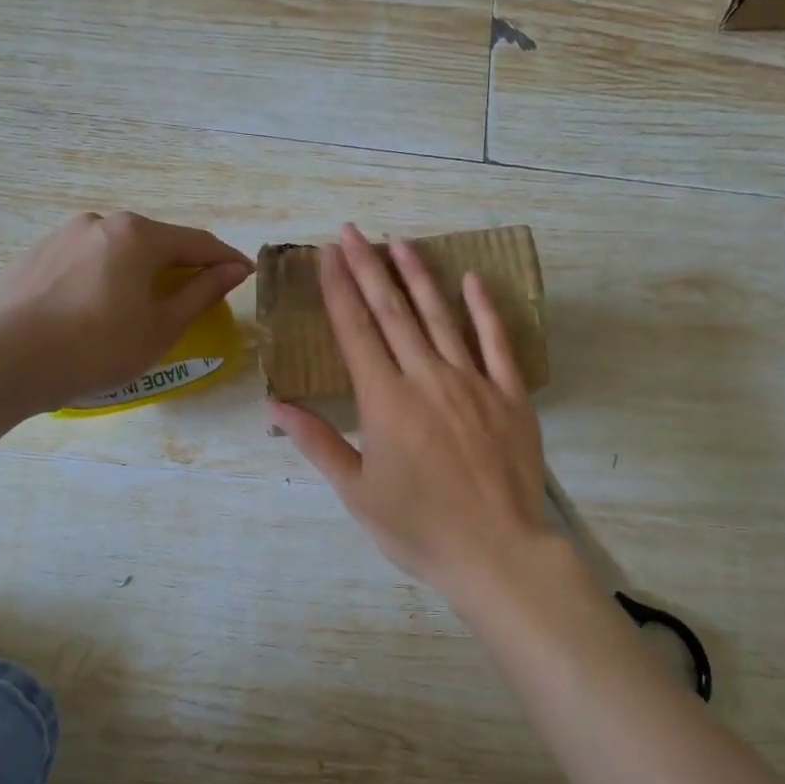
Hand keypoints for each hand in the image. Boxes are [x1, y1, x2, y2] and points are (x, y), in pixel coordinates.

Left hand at [0, 211, 251, 410]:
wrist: (10, 361)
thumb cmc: (99, 347)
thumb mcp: (162, 326)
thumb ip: (202, 291)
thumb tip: (234, 269)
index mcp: (138, 235)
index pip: (197, 242)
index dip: (225, 259)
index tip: (245, 274)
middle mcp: (101, 222)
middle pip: (155, 242)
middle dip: (179, 264)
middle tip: (193, 295)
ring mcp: (63, 235)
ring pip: (116, 250)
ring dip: (138, 271)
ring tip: (139, 306)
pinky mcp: (35, 254)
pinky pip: (84, 261)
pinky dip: (102, 277)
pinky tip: (95, 309)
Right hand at [270, 225, 557, 602]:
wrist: (496, 552)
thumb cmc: (417, 527)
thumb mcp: (355, 491)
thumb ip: (316, 442)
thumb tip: (275, 405)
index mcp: (384, 400)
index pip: (355, 330)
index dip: (339, 288)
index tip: (329, 254)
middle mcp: (425, 377)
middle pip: (392, 311)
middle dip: (369, 267)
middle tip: (353, 231)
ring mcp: (472, 382)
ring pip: (439, 316)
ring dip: (417, 276)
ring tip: (399, 242)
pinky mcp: (509, 395)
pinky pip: (496, 342)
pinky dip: (484, 308)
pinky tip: (472, 279)